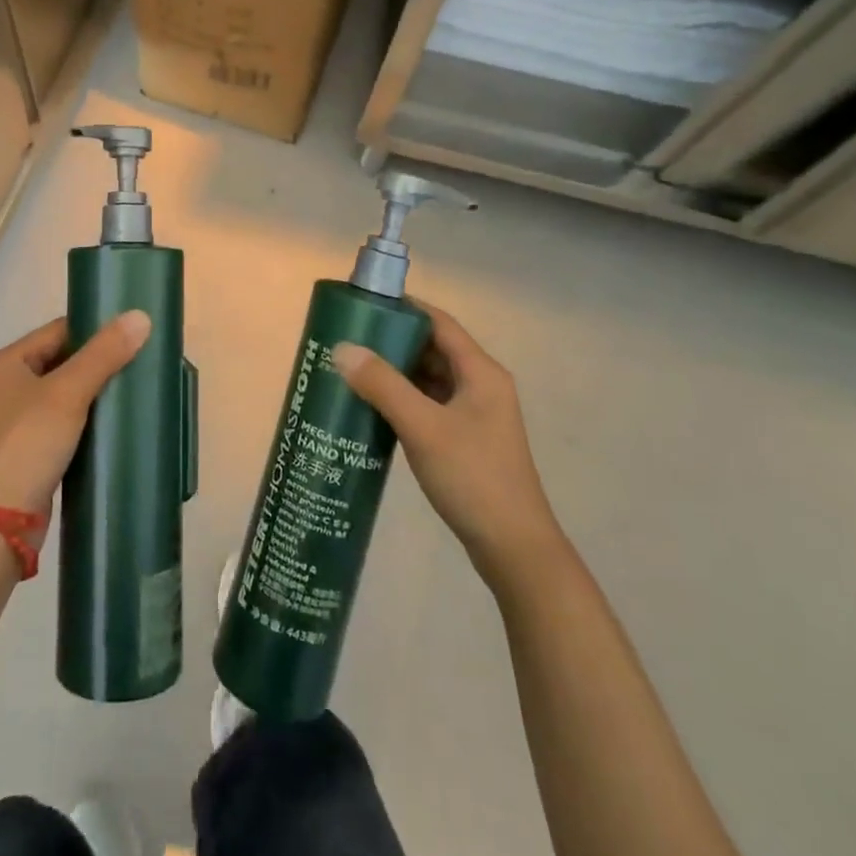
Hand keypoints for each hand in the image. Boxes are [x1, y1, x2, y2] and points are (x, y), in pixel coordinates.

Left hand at [0, 311, 151, 520]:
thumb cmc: (27, 444)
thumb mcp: (67, 393)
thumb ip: (103, 354)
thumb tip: (140, 316)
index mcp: (6, 363)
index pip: (58, 331)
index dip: (94, 331)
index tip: (132, 337)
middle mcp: (6, 386)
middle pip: (61, 361)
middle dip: (98, 363)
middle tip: (139, 363)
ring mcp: (16, 421)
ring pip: (64, 394)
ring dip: (94, 394)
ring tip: (133, 391)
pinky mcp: (29, 451)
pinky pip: (64, 423)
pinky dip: (87, 421)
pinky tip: (114, 424)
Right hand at [333, 301, 561, 580]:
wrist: (514, 549)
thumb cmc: (473, 478)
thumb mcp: (423, 427)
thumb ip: (382, 385)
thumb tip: (342, 348)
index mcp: (481, 372)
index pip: (438, 323)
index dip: (403, 309)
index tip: (363, 306)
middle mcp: (481, 386)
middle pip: (432, 349)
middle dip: (392, 342)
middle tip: (348, 339)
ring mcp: (475, 415)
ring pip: (429, 379)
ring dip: (395, 373)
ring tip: (352, 369)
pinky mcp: (466, 440)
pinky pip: (429, 405)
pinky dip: (402, 400)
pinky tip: (372, 408)